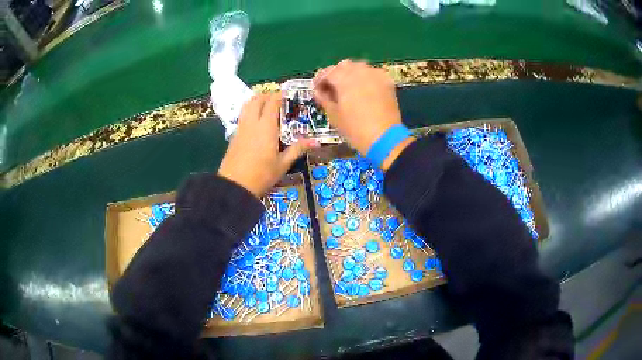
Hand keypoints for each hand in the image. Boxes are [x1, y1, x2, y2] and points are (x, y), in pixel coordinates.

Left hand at [218, 93, 318, 196]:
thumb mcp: (283, 164)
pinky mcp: (234, 135)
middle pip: (257, 100)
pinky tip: (255, 120)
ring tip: (265, 104)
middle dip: (267, 95)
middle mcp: (252, 123)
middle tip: (277, 98)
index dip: (279, 95)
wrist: (234, 186)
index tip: (286, 92)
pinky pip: (242, 115)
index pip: (272, 103)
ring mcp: (241, 128)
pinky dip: (249, 110)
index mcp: (266, 127)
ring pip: (247, 105)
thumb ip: (297, 149)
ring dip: (256, 100)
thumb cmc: (262, 175)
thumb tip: (316, 141)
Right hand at [313, 60, 413, 169]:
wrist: (385, 138)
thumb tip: (318, 91)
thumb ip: (324, 99)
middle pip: (343, 66)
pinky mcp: (387, 82)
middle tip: (332, 88)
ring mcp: (375, 75)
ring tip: (348, 88)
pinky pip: (372, 73)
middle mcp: (360, 71)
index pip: (328, 72)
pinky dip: (365, 77)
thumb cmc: (355, 129)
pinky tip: (363, 89)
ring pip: (359, 67)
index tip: (316, 89)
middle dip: (336, 74)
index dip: (320, 79)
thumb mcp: (334, 115)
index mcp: (344, 78)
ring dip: (351, 74)